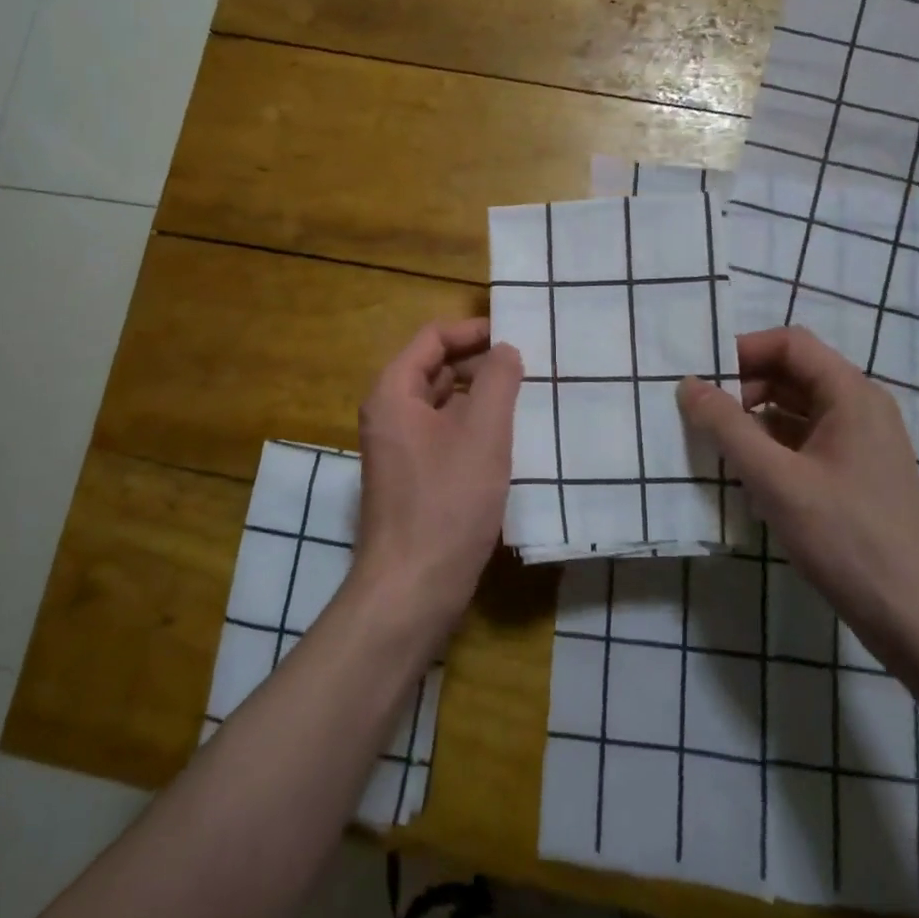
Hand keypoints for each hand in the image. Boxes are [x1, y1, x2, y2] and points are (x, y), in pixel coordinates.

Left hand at [353, 318, 523, 638]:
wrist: (413, 586)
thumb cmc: (447, 502)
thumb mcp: (483, 433)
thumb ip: (498, 380)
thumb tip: (505, 349)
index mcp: (394, 392)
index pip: (433, 338)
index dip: (473, 331)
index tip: (515, 334)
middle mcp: (389, 413)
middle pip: (436, 368)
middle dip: (480, 364)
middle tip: (529, 367)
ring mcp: (399, 447)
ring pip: (443, 404)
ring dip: (480, 397)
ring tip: (526, 398)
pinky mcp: (413, 476)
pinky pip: (444, 434)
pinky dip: (473, 427)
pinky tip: (509, 439)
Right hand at [678, 326, 918, 670]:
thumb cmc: (848, 537)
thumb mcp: (777, 479)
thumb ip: (727, 427)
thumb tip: (687, 385)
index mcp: (850, 395)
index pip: (790, 344)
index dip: (742, 350)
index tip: (700, 378)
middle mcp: (858, 409)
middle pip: (791, 374)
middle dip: (742, 386)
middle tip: (699, 414)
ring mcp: (858, 445)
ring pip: (794, 411)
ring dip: (752, 420)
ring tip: (713, 445)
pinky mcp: (853, 477)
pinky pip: (803, 443)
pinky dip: (770, 448)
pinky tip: (743, 477)